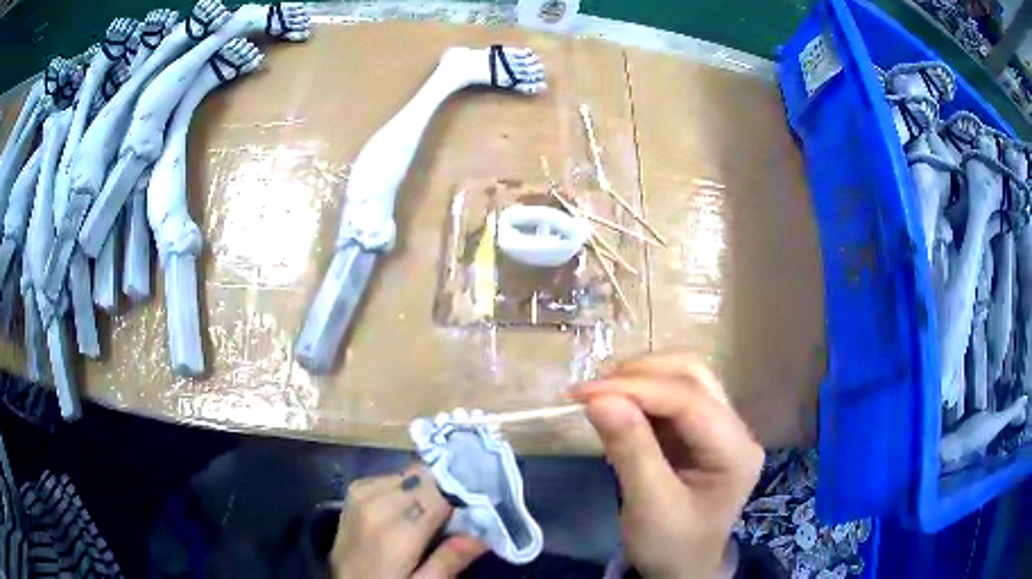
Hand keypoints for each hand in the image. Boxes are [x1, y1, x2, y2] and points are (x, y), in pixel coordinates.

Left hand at [330, 464, 486, 578]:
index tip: (486, 496)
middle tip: (467, 507)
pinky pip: (392, 476)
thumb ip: (449, 560)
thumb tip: (486, 533)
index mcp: (396, 531)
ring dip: (429, 487)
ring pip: (411, 473)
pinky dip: (408, 487)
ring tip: (441, 510)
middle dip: (449, 487)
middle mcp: (376, 502)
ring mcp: (361, 493)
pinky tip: (412, 508)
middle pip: (426, 477)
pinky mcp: (355, 491)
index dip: (466, 490)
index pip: (440, 490)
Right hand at [569, 351, 763, 578]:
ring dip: (639, 380)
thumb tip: (597, 398)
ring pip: (683, 378)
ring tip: (599, 396)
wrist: (682, 569)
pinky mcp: (699, 432)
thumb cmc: (671, 545)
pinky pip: (671, 398)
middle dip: (640, 375)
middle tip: (592, 392)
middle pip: (692, 375)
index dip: (636, 388)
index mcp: (735, 450)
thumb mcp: (649, 506)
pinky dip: (639, 396)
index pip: (689, 399)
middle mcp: (734, 429)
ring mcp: (719, 427)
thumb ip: (630, 450)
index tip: (584, 393)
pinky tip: (616, 408)